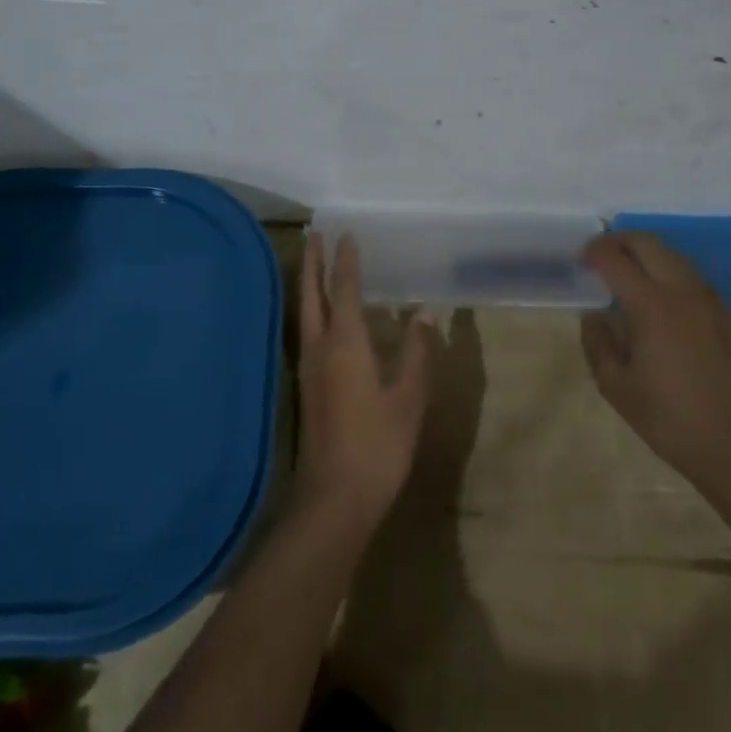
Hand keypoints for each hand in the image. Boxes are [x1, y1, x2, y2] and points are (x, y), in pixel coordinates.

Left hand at [293, 234, 433, 535]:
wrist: (335, 497)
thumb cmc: (378, 445)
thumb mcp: (409, 398)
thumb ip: (418, 353)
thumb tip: (425, 314)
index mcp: (346, 344)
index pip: (345, 289)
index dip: (346, 261)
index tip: (346, 233)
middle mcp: (320, 347)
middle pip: (312, 294)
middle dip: (313, 262)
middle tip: (314, 234)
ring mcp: (308, 367)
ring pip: (305, 312)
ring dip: (308, 283)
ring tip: (313, 264)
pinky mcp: (307, 386)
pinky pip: (307, 331)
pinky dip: (313, 310)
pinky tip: (323, 317)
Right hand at [580, 231, 730, 495]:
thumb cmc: (671, 419)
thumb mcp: (616, 387)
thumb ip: (597, 343)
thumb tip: (593, 316)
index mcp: (651, 305)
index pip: (615, 258)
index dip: (593, 251)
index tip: (580, 259)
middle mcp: (682, 291)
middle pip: (648, 242)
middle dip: (619, 240)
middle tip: (600, 254)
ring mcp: (710, 300)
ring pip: (674, 255)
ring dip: (646, 253)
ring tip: (628, 272)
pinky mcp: (728, 314)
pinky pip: (692, 276)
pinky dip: (668, 272)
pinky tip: (660, 298)